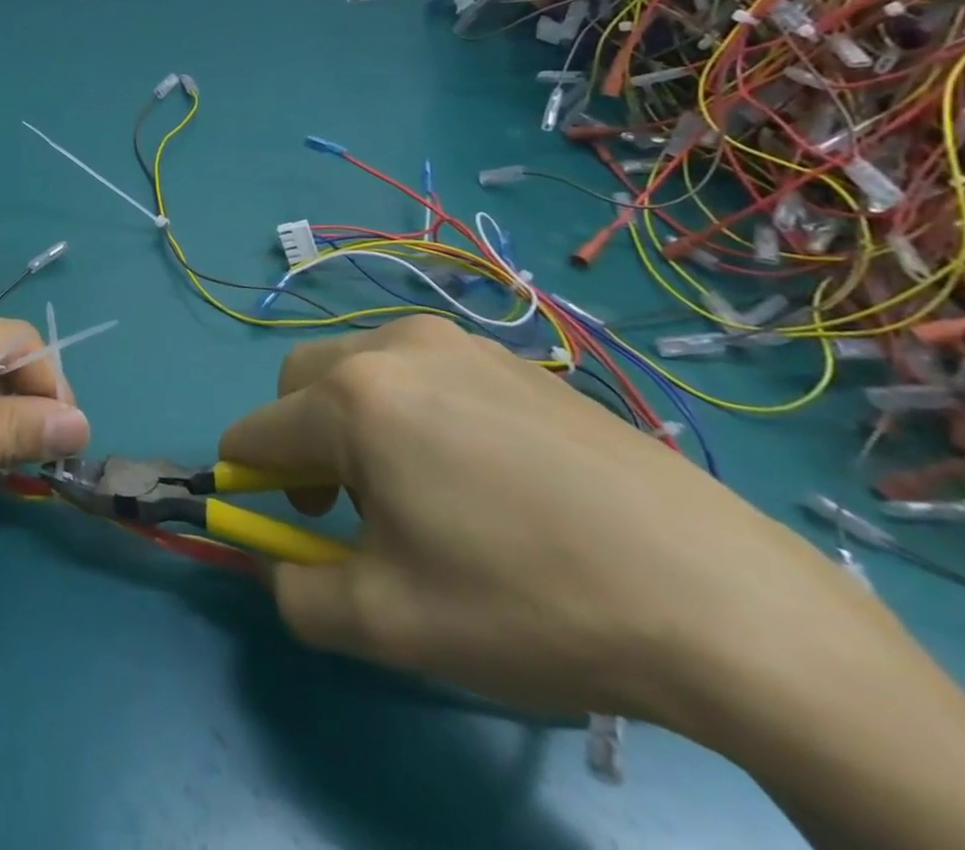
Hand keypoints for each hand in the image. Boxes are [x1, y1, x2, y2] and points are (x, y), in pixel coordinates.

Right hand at [219, 315, 889, 726]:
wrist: (716, 596)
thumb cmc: (527, 602)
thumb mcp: (388, 623)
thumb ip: (295, 594)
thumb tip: (273, 565)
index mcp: (352, 396)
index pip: (256, 431)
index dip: (247, 480)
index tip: (278, 523)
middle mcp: (392, 346)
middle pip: (298, 383)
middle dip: (298, 442)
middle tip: (344, 508)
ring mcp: (457, 341)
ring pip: (359, 370)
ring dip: (352, 421)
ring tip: (418, 490)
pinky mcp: (510, 357)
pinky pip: (420, 371)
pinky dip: (409, 410)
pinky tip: (477, 473)